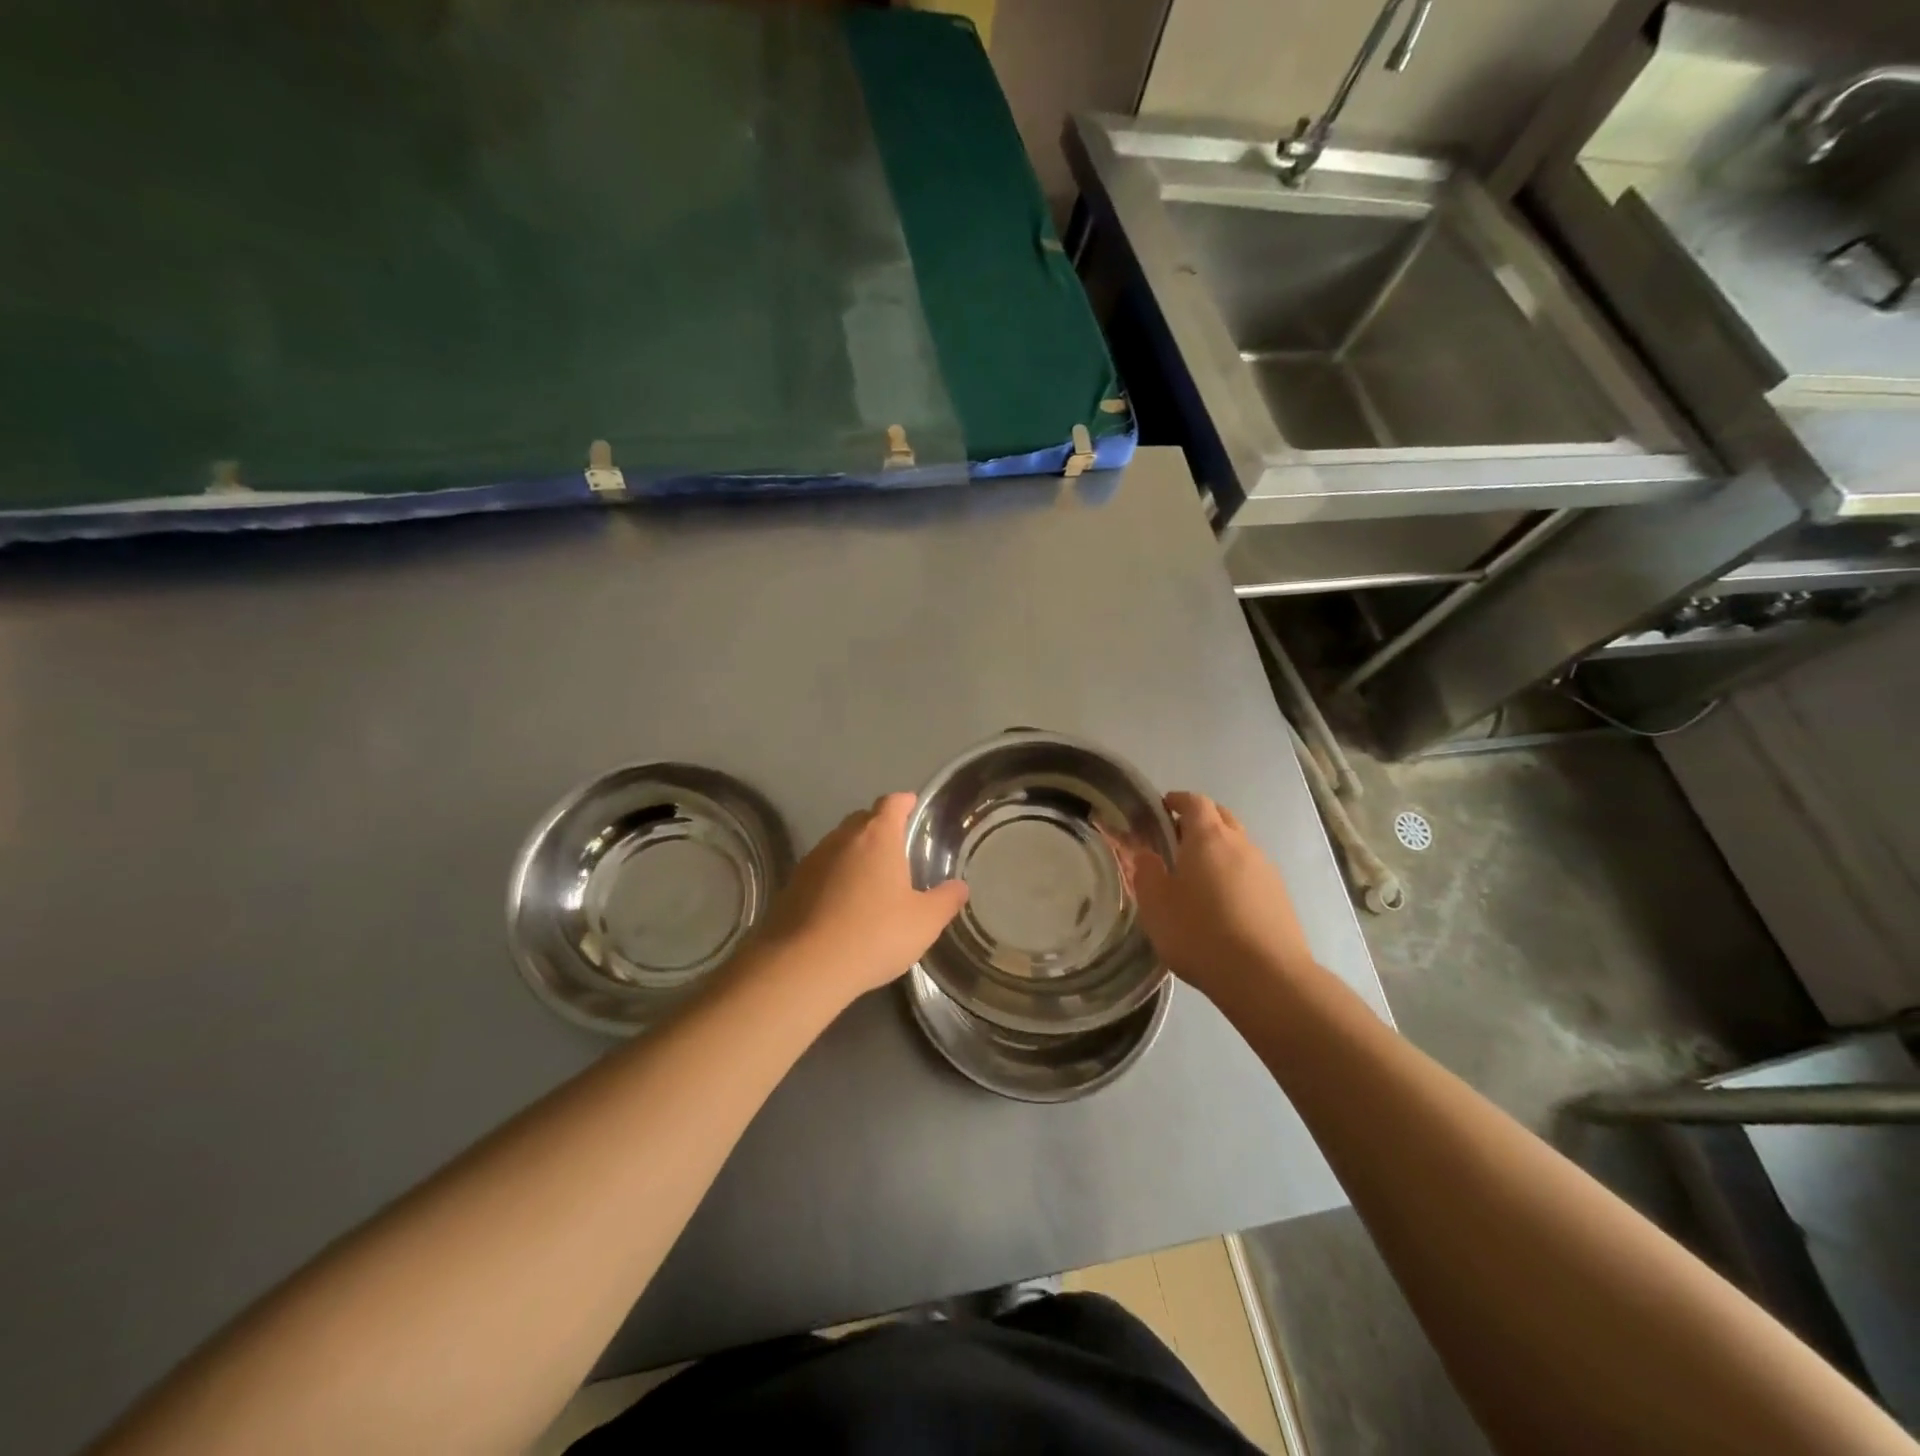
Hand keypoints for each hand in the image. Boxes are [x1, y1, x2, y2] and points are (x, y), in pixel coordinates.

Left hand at [749, 792, 968, 1004]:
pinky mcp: (792, 885)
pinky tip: (842, 904)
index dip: (904, 802)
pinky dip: (833, 877)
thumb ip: (945, 900)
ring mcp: (812, 860)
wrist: (805, 965)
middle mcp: (842, 839)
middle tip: (897, 848)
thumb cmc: (874, 934)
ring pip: (838, 845)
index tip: (913, 806)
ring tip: (870, 879)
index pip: (891, 803)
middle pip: (863, 820)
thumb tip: (960, 887)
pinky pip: (820, 870)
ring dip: (854, 854)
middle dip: (879, 827)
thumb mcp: (923, 922)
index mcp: (877, 837)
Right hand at [1122, 792, 1314, 1004]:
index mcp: (1208, 838)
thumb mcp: (1156, 905)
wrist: (1266, 977)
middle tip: (1176, 840)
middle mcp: (1241, 844)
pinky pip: (1252, 872)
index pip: (1195, 802)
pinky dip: (1234, 875)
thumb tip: (1147, 855)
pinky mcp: (1280, 897)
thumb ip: (1146, 873)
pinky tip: (1223, 904)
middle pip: (1221, 817)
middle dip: (1199, 821)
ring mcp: (1266, 870)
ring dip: (1218, 850)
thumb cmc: (1200, 933)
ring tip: (1198, 878)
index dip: (1178, 800)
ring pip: (1239, 846)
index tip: (1162, 809)